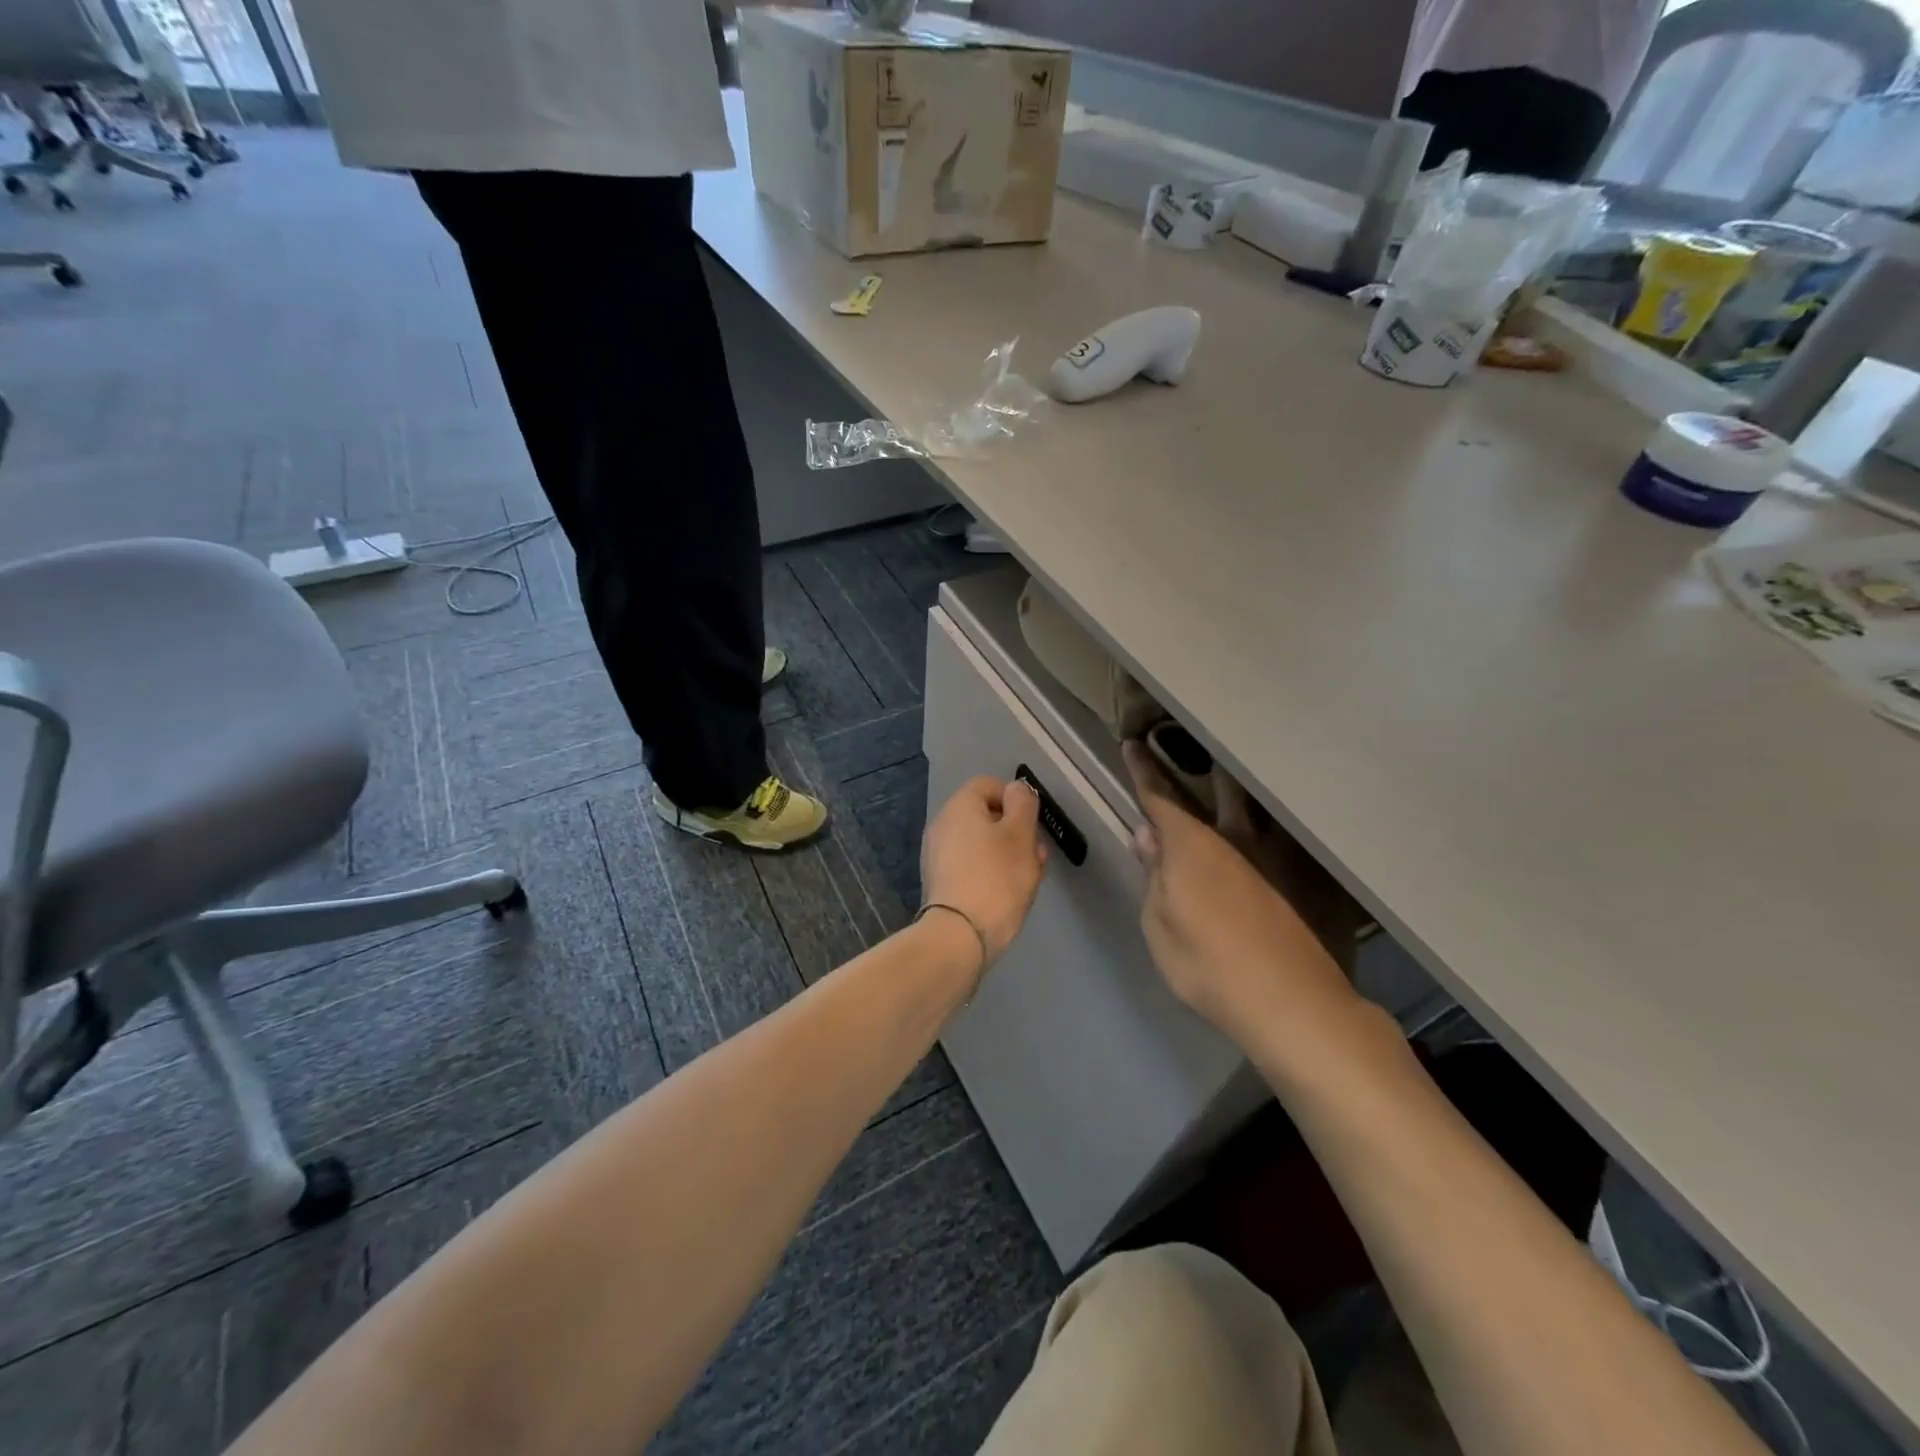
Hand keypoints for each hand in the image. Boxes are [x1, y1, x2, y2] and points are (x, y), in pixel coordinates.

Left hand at [920, 776, 1048, 969]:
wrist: (959, 936)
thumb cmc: (996, 878)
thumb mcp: (1020, 835)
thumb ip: (1022, 804)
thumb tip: (1016, 789)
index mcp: (959, 806)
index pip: (989, 784)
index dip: (1015, 799)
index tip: (1032, 824)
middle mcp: (942, 825)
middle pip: (986, 816)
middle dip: (1015, 832)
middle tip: (1036, 856)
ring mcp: (938, 855)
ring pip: (981, 844)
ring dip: (1008, 855)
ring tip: (1029, 878)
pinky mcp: (941, 883)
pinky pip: (971, 866)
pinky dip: (991, 873)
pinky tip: (1008, 894)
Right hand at [1124, 742, 1362, 1049]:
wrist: (1292, 1003)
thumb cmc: (1208, 965)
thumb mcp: (1159, 926)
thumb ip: (1154, 878)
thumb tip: (1150, 838)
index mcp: (1191, 845)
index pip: (1159, 798)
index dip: (1143, 772)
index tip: (1133, 744)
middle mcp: (1234, 839)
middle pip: (1215, 792)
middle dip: (1199, 770)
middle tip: (1191, 751)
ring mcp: (1274, 858)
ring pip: (1253, 811)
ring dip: (1238, 795)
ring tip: (1232, 784)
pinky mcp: (1303, 882)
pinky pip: (1278, 841)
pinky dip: (1267, 831)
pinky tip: (1269, 838)